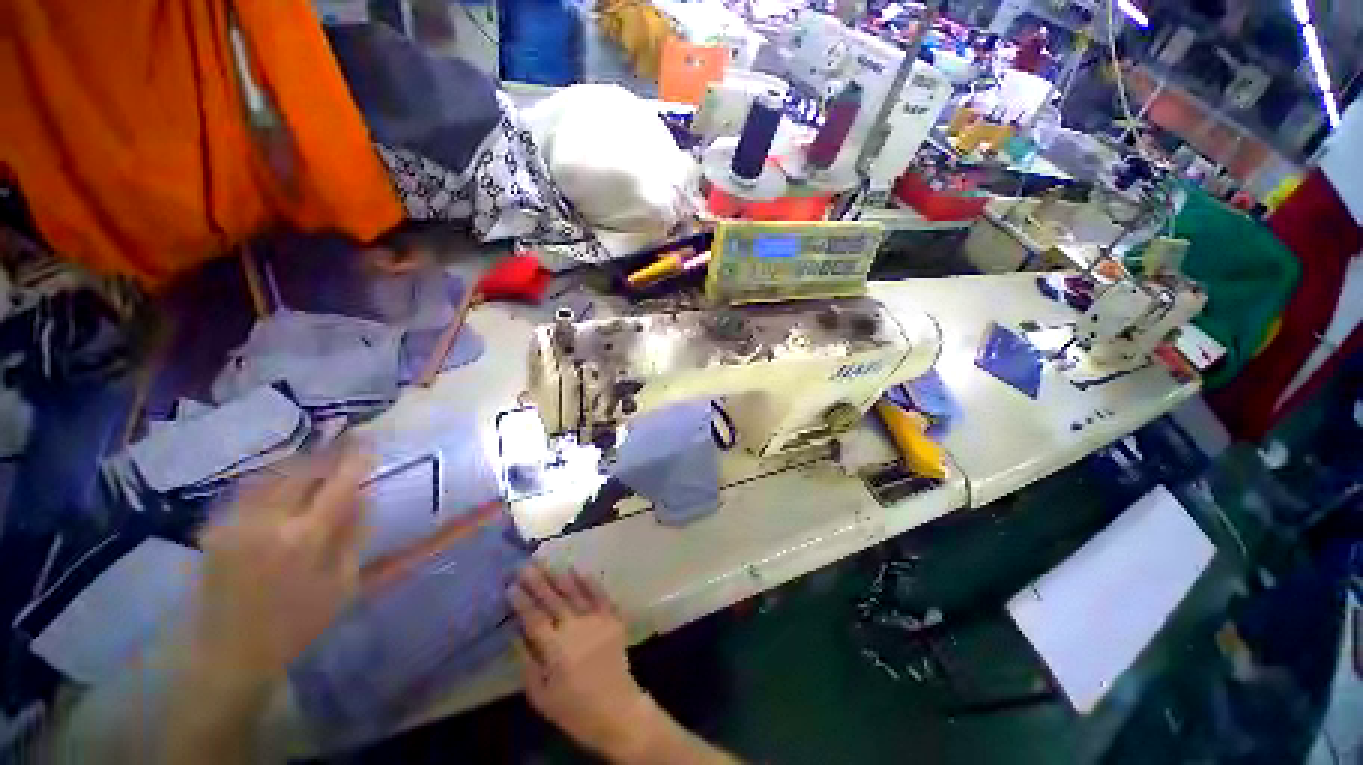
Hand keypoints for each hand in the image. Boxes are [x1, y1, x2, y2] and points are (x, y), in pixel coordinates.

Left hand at [192, 447, 371, 683]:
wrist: (228, 654)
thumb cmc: (296, 624)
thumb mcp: (341, 584)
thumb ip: (354, 535)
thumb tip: (365, 495)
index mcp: (305, 538)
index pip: (338, 483)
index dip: (356, 459)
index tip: (370, 442)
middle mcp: (267, 521)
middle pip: (301, 470)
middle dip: (327, 452)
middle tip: (346, 440)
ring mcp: (236, 522)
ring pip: (272, 474)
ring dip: (299, 461)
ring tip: (318, 455)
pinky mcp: (216, 528)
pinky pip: (249, 490)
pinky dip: (273, 478)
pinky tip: (283, 480)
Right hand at [509, 565, 651, 759]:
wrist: (616, 709)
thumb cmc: (573, 708)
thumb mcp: (540, 695)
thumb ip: (527, 662)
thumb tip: (516, 634)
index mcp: (555, 648)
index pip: (534, 618)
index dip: (522, 601)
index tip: (511, 585)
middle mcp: (575, 627)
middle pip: (552, 599)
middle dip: (537, 581)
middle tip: (525, 564)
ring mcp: (596, 619)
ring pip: (575, 592)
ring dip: (560, 576)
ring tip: (547, 561)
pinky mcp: (612, 617)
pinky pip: (600, 594)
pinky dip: (589, 581)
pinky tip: (578, 569)